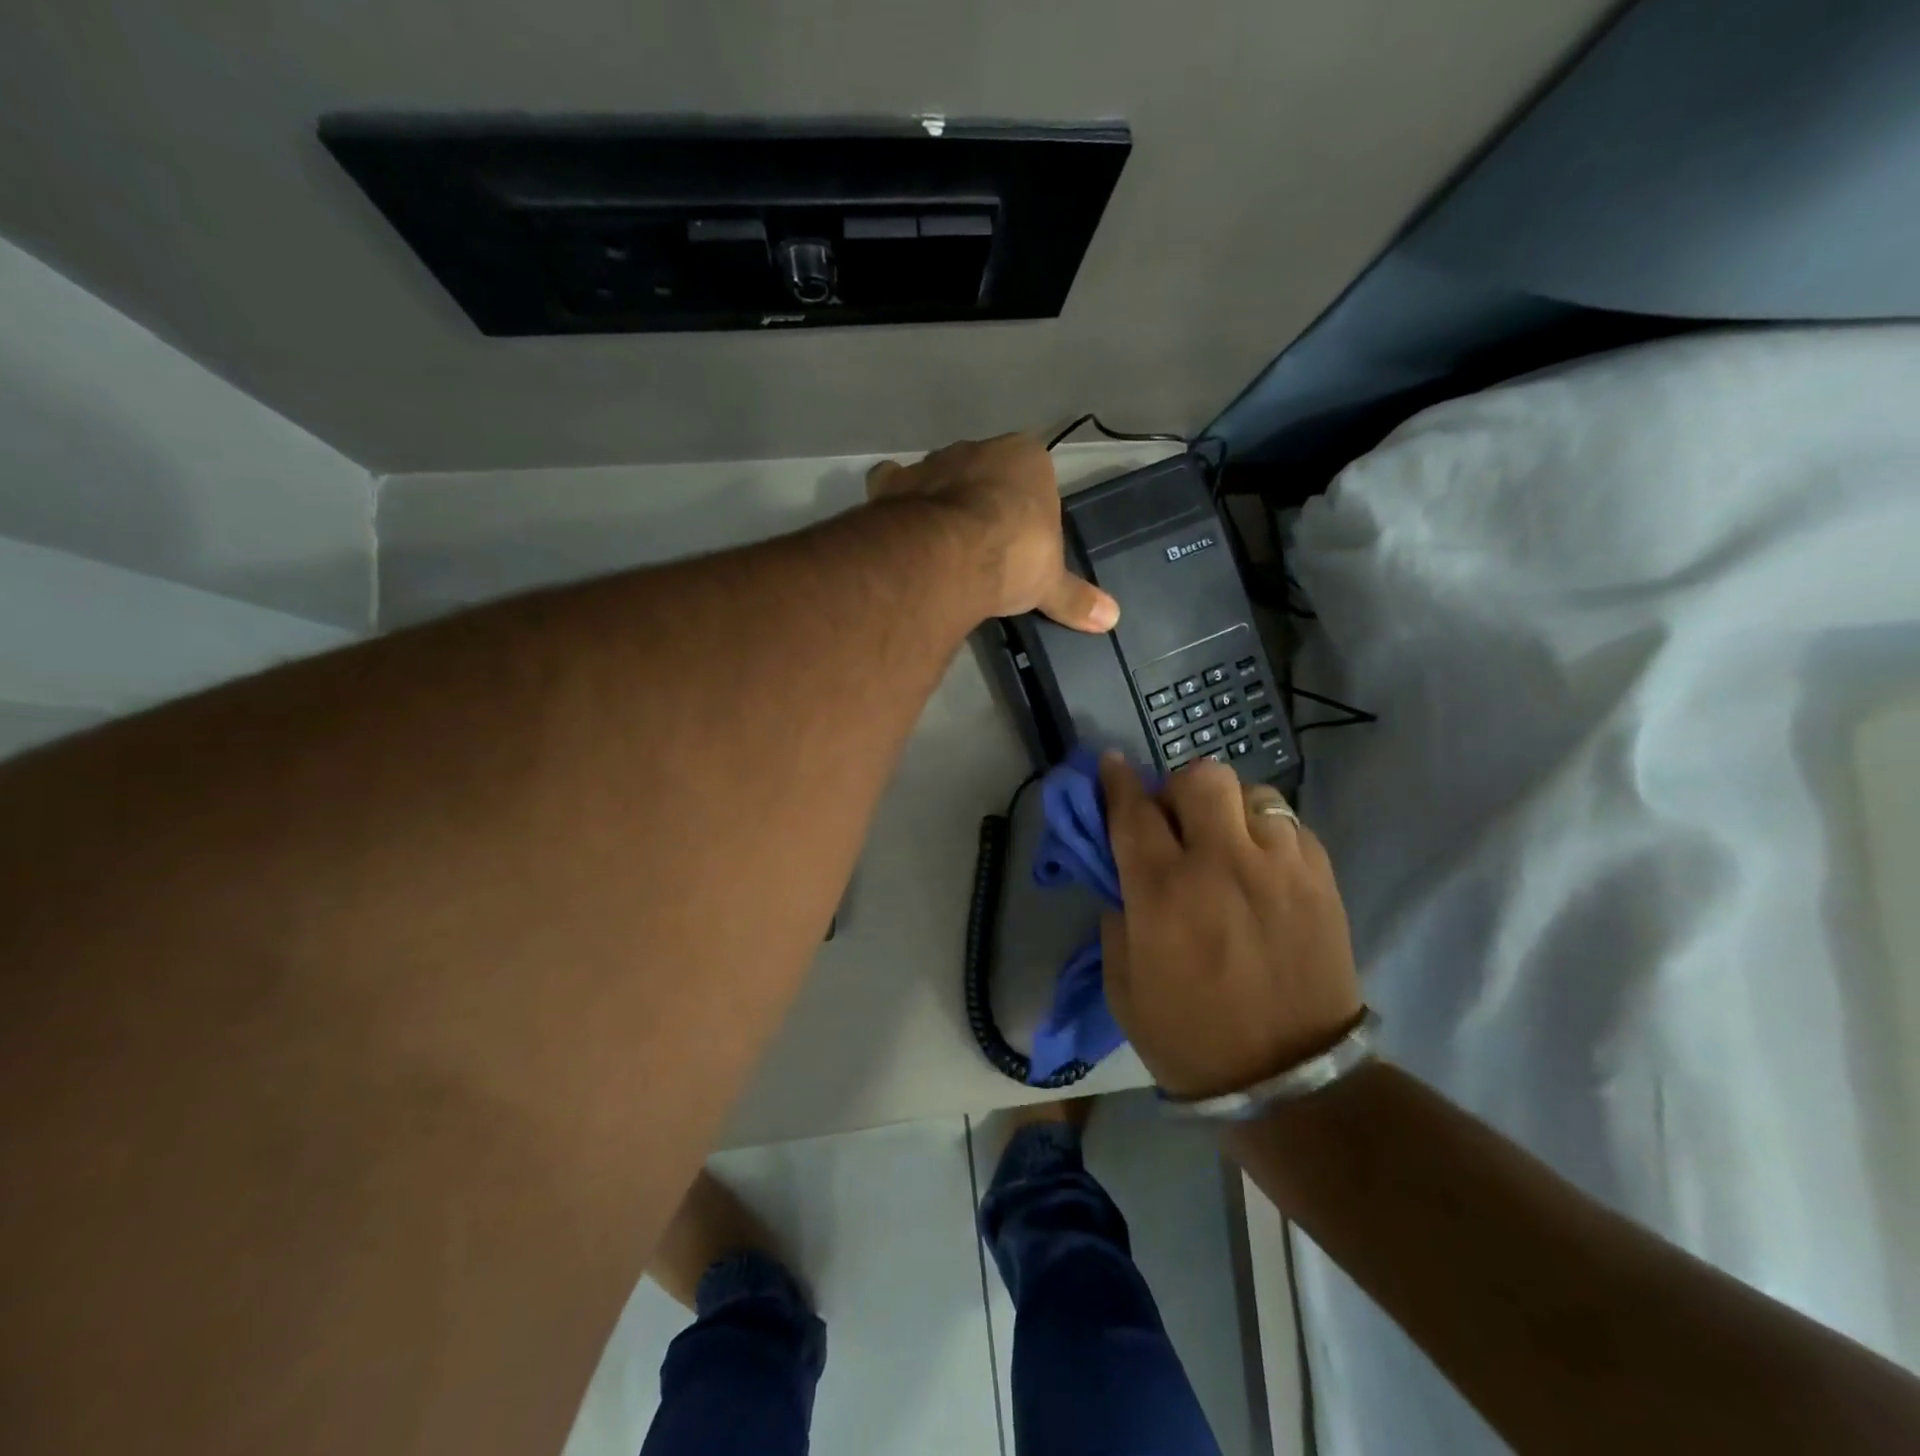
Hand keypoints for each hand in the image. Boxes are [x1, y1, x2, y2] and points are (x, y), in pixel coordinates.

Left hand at [867, 435, 1118, 630]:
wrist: (948, 557)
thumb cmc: (1012, 557)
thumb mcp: (1049, 584)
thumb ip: (1076, 598)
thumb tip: (1113, 619)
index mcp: (1026, 457)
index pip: (1033, 476)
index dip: (1027, 508)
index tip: (1023, 542)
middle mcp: (978, 448)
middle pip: (984, 472)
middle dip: (983, 501)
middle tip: (984, 546)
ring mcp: (931, 462)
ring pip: (940, 475)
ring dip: (940, 500)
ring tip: (942, 543)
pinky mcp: (893, 483)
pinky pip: (893, 484)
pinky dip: (896, 501)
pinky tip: (901, 528)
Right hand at [1099, 755, 1363, 1098]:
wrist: (1291, 1080)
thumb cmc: (1190, 1038)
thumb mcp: (1123, 986)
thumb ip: (1117, 920)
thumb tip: (1125, 881)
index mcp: (1163, 892)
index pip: (1133, 810)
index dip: (1116, 780)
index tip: (1111, 764)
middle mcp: (1221, 863)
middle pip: (1200, 777)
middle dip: (1177, 788)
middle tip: (1176, 820)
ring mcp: (1279, 866)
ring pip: (1251, 791)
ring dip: (1226, 808)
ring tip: (1225, 840)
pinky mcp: (1321, 879)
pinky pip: (1288, 824)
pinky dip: (1266, 832)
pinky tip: (1260, 865)